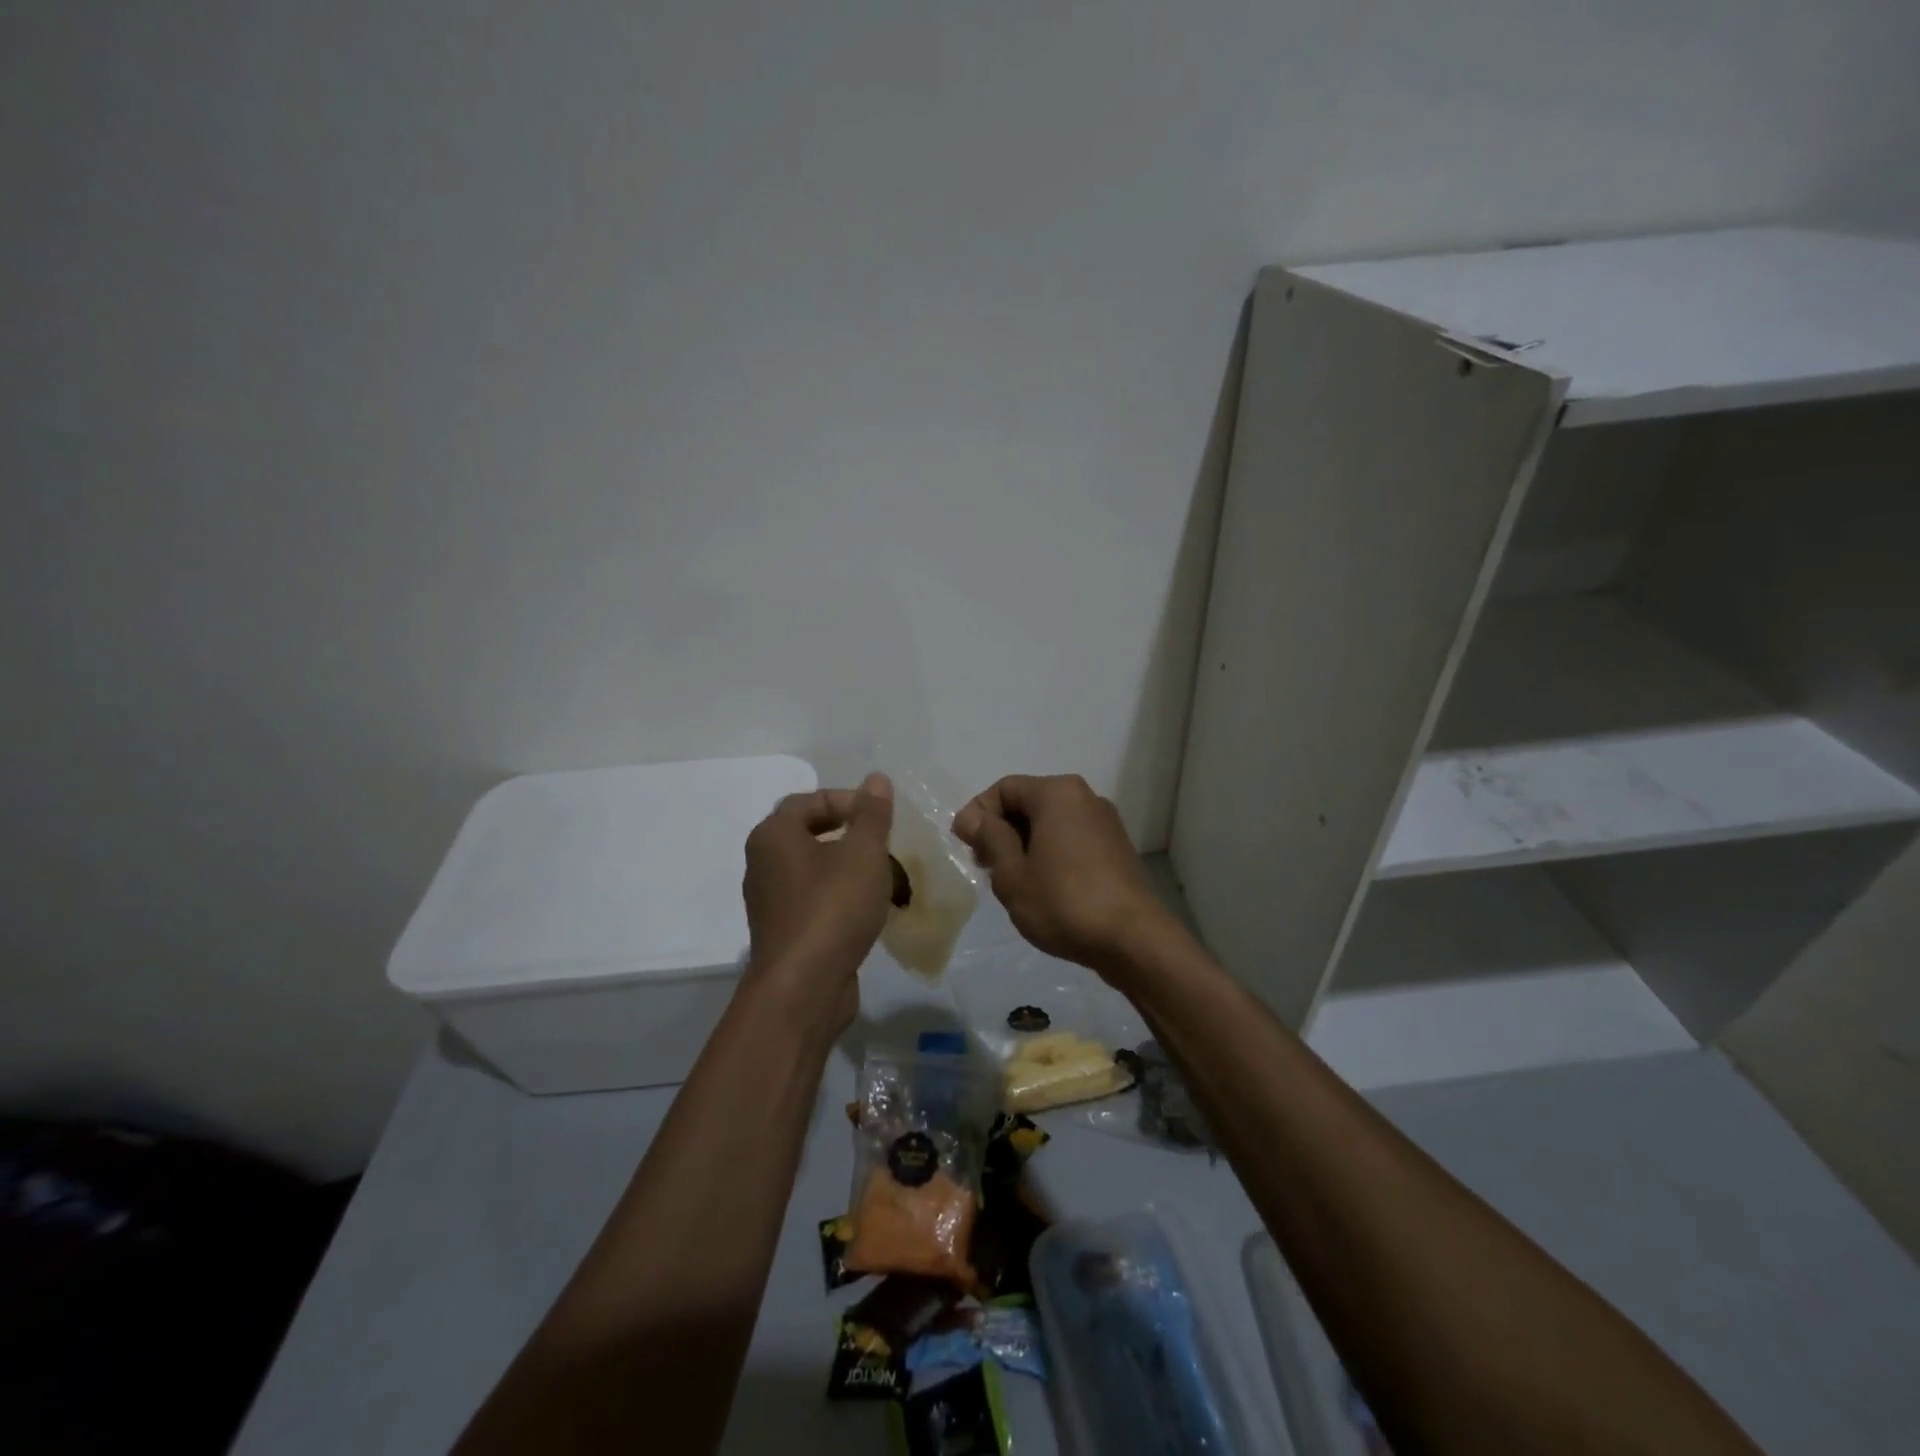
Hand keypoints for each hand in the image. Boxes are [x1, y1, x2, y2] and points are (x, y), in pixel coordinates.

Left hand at [743, 773, 894, 1026]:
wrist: (804, 987)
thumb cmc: (832, 907)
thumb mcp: (863, 852)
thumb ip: (872, 814)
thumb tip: (876, 779)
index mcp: (773, 836)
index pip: (810, 800)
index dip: (849, 801)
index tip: (882, 816)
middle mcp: (764, 864)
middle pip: (813, 835)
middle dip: (855, 837)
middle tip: (887, 844)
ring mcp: (771, 901)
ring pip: (818, 871)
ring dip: (853, 869)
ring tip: (889, 878)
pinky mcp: (786, 932)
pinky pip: (817, 901)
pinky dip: (844, 898)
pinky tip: (873, 910)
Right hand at [952, 774, 1174, 979]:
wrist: (1133, 939)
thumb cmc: (1063, 902)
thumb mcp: (1012, 874)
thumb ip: (990, 839)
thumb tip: (972, 817)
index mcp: (1057, 793)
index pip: (1004, 789)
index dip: (978, 814)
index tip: (965, 847)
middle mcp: (1084, 797)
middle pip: (1029, 802)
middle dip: (1002, 830)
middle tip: (986, 867)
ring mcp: (1105, 822)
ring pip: (1051, 822)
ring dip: (1025, 844)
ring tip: (1013, 881)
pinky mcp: (1116, 848)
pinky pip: (1072, 838)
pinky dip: (1051, 853)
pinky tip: (1043, 887)